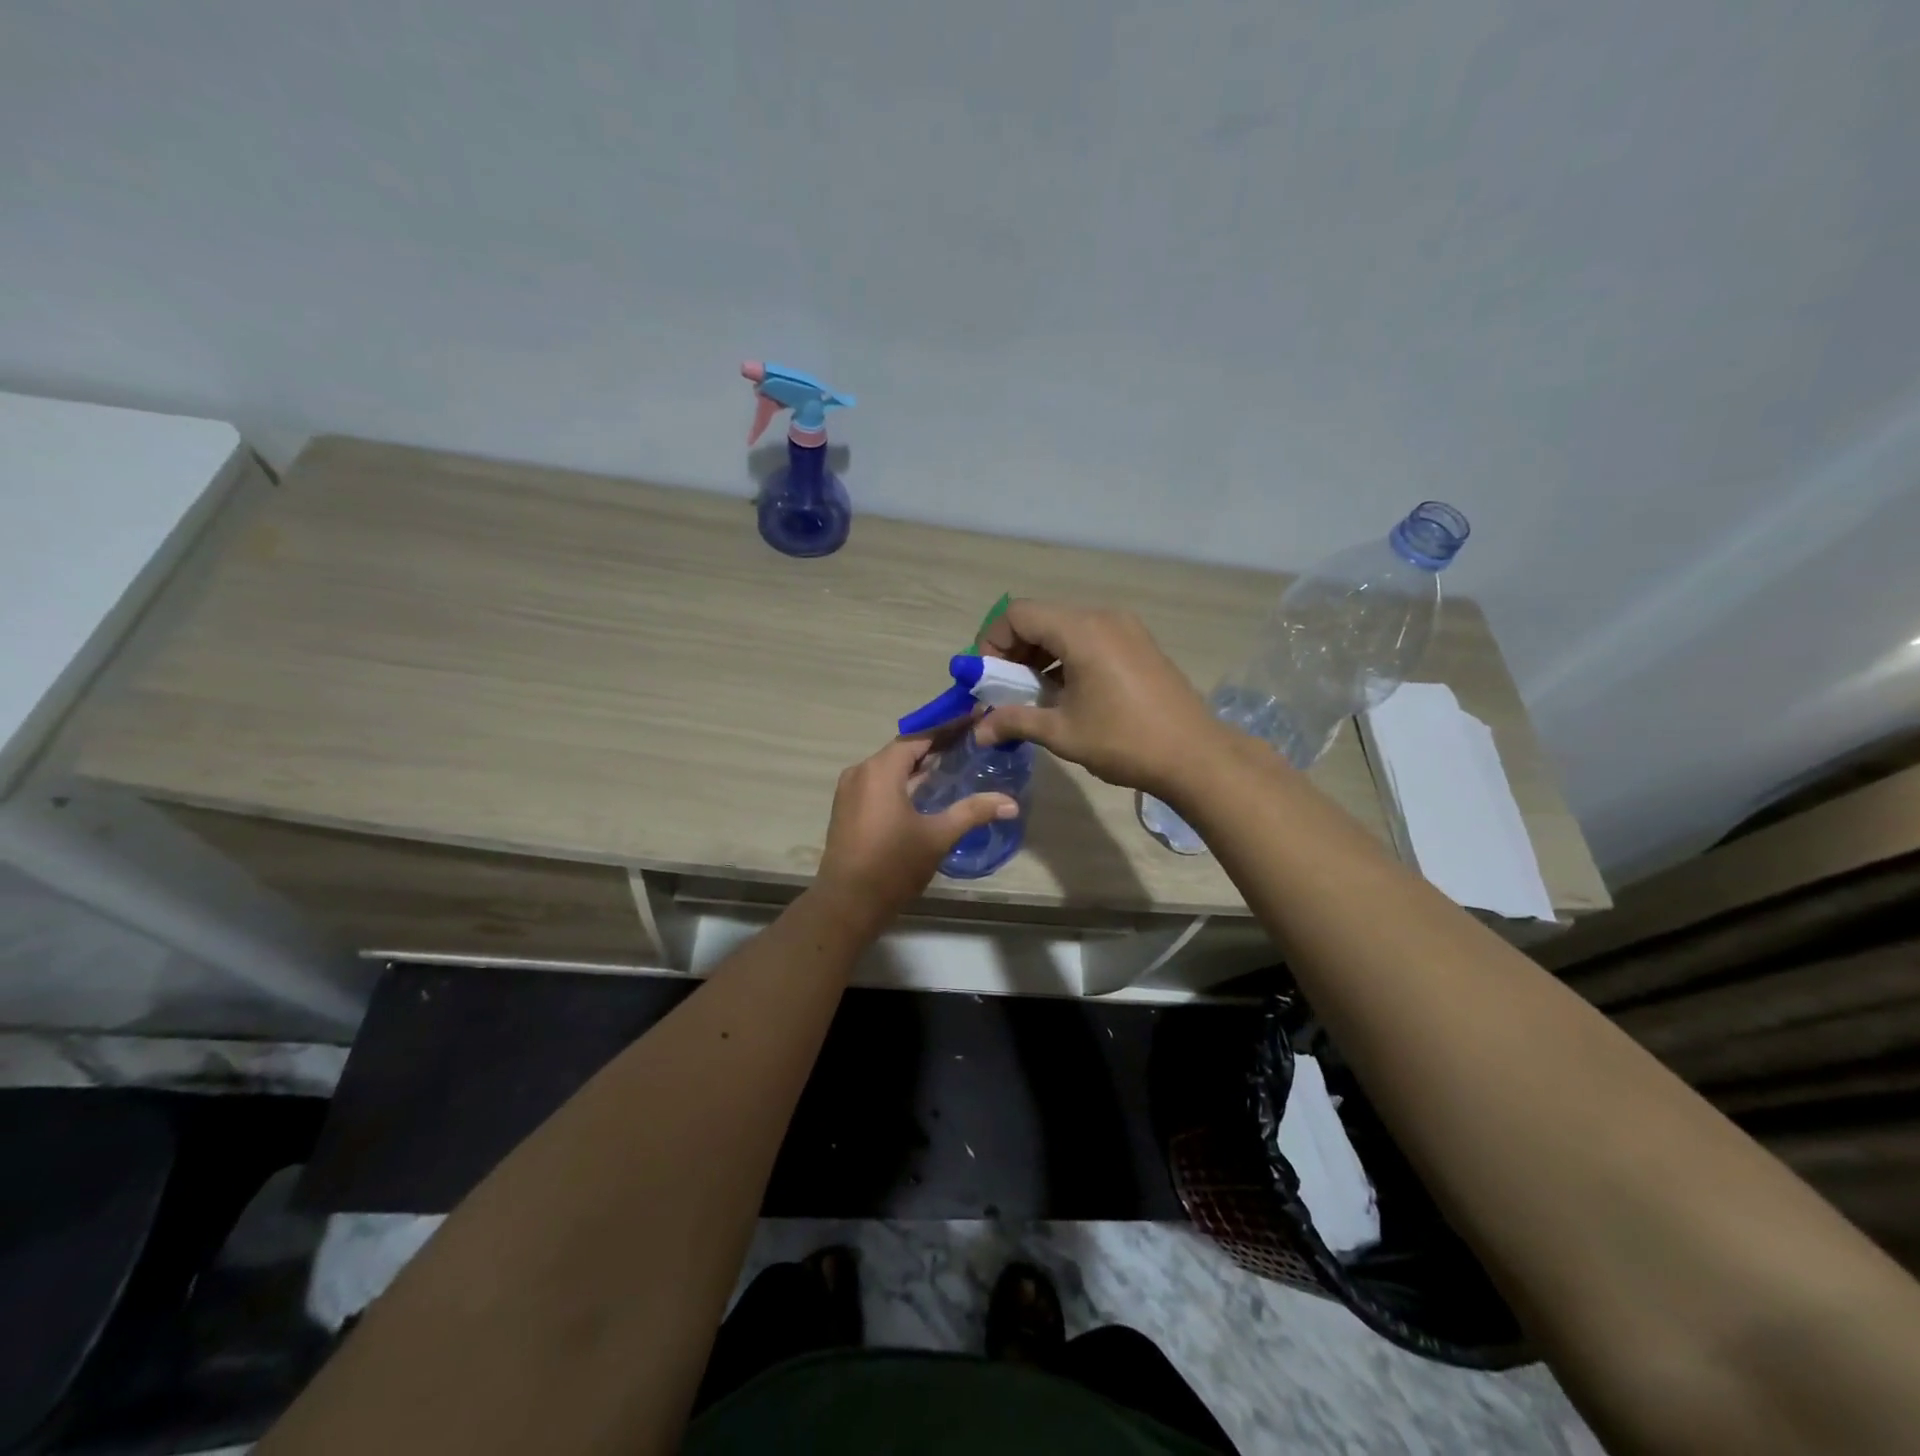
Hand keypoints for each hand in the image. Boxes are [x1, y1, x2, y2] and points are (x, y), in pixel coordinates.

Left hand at [813, 736, 1018, 929]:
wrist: (846, 904)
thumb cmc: (892, 865)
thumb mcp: (938, 836)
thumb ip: (973, 812)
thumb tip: (1011, 803)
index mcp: (880, 770)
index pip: (920, 737)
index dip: (949, 728)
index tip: (976, 718)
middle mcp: (861, 772)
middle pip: (904, 749)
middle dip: (936, 745)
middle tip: (970, 741)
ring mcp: (850, 791)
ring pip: (890, 767)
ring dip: (919, 764)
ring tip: (954, 762)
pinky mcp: (847, 808)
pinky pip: (879, 783)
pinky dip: (903, 780)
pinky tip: (926, 790)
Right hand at [973, 601, 1229, 799]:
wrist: (1195, 756)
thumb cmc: (1123, 741)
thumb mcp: (1061, 732)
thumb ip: (1014, 722)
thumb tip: (978, 731)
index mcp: (1081, 630)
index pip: (1019, 614)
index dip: (993, 642)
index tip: (987, 678)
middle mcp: (1103, 617)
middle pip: (1042, 618)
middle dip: (1015, 651)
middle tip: (1005, 690)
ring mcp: (1126, 628)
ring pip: (1067, 628)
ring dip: (1041, 656)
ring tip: (1035, 695)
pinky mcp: (1140, 644)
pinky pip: (1091, 638)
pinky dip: (1068, 658)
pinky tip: (1067, 693)